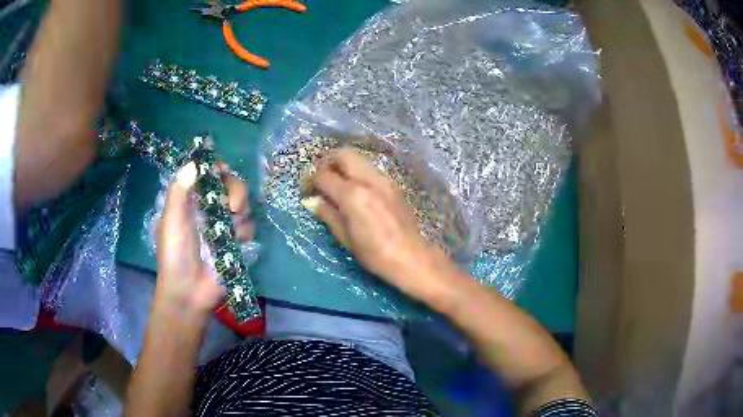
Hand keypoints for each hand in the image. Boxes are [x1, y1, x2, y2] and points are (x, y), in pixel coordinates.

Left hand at [154, 162, 254, 320]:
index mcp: (192, 200)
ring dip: (240, 215)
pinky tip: (235, 244)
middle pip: (232, 184)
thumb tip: (193, 163)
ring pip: (244, 204)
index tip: (222, 172)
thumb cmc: (174, 255)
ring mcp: (225, 225)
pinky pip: (249, 226)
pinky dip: (244, 233)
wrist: (190, 292)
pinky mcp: (238, 241)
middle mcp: (210, 208)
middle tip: (232, 207)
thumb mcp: (170, 221)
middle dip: (236, 191)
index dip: (217, 168)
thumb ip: (178, 191)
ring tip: (230, 230)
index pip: (209, 173)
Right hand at [304, 147, 456, 299]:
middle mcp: (368, 180)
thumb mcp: (345, 238)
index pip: (323, 176)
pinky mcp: (393, 184)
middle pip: (343, 154)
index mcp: (352, 195)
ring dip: (343, 165)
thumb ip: (327, 214)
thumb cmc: (375, 254)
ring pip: (358, 158)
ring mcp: (383, 180)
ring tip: (336, 183)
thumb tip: (312, 201)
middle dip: (327, 162)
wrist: (411, 257)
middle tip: (320, 178)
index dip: (310, 181)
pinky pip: (370, 169)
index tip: (306, 190)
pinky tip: (354, 189)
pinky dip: (357, 171)